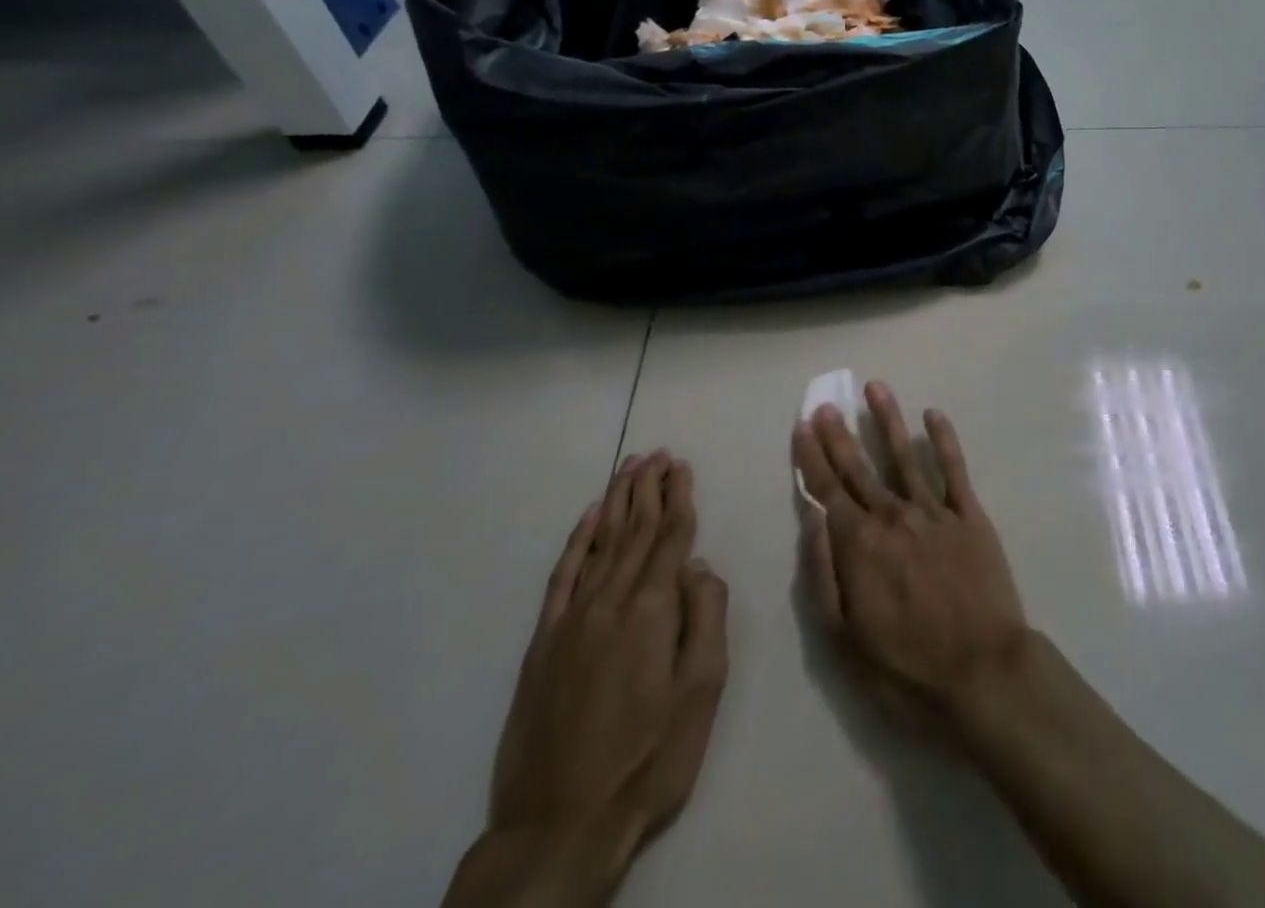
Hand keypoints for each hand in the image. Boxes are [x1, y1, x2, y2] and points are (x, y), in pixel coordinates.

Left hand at [484, 452, 729, 894]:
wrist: (559, 826)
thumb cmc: (648, 758)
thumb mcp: (701, 691)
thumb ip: (706, 617)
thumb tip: (699, 565)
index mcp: (651, 610)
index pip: (670, 536)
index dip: (679, 497)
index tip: (682, 465)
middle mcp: (610, 601)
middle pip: (634, 530)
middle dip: (649, 487)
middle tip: (658, 453)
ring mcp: (572, 619)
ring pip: (600, 542)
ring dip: (617, 501)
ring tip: (629, 467)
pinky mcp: (543, 642)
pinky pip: (562, 576)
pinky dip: (577, 541)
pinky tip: (588, 519)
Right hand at [793, 382, 1031, 717]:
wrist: (983, 672)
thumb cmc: (906, 668)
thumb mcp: (844, 638)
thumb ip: (823, 573)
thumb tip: (811, 519)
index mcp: (860, 545)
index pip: (828, 490)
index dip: (813, 457)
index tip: (804, 425)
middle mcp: (894, 516)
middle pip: (860, 468)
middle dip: (841, 435)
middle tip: (828, 403)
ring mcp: (934, 512)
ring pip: (904, 456)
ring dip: (888, 420)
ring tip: (876, 388)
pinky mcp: (970, 516)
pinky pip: (955, 469)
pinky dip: (943, 440)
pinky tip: (933, 415)